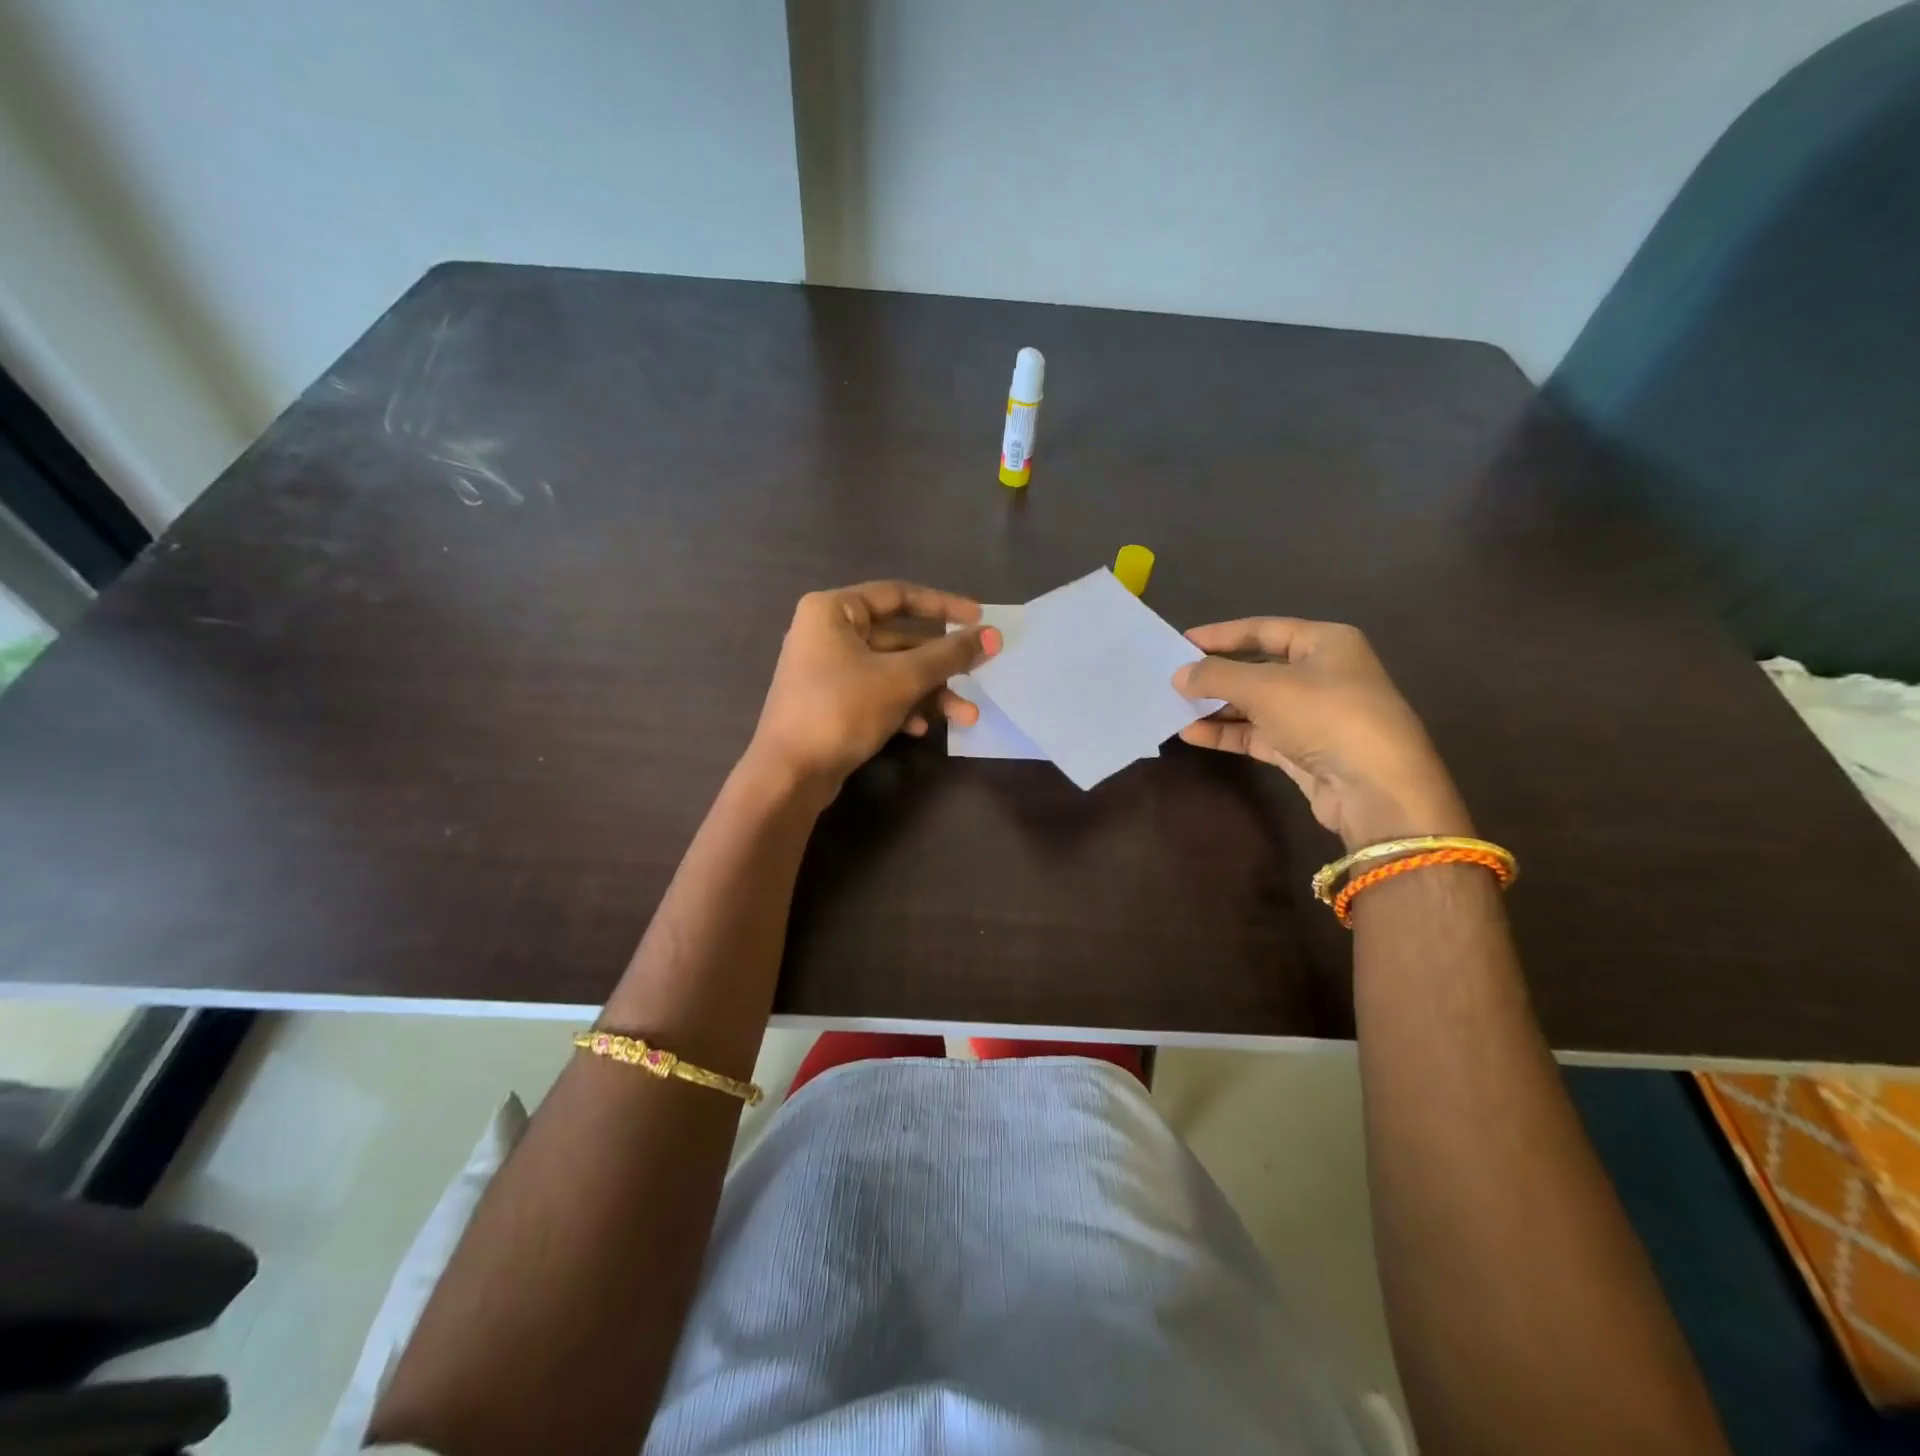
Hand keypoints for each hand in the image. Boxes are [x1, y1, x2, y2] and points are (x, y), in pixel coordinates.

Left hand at [747, 581, 1000, 790]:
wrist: (789, 775)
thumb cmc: (841, 710)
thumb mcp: (902, 679)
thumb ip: (949, 655)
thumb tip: (993, 635)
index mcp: (834, 610)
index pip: (898, 595)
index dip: (943, 605)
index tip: (980, 618)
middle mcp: (828, 633)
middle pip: (900, 638)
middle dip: (941, 664)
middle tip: (979, 674)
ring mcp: (828, 670)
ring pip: (892, 671)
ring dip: (929, 692)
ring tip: (965, 717)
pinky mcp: (832, 702)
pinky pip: (877, 694)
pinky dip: (903, 707)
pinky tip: (921, 730)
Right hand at [1173, 618, 1470, 848]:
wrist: (1375, 788)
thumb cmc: (1325, 716)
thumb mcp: (1265, 687)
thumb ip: (1216, 676)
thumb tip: (1178, 675)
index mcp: (1325, 643)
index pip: (1264, 629)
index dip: (1221, 635)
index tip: (1181, 642)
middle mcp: (1322, 674)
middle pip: (1257, 668)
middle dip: (1215, 676)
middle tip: (1174, 679)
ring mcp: (1314, 715)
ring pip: (1255, 704)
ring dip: (1216, 707)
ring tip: (1175, 708)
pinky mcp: (1304, 750)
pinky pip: (1257, 734)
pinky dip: (1227, 733)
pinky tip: (1192, 734)